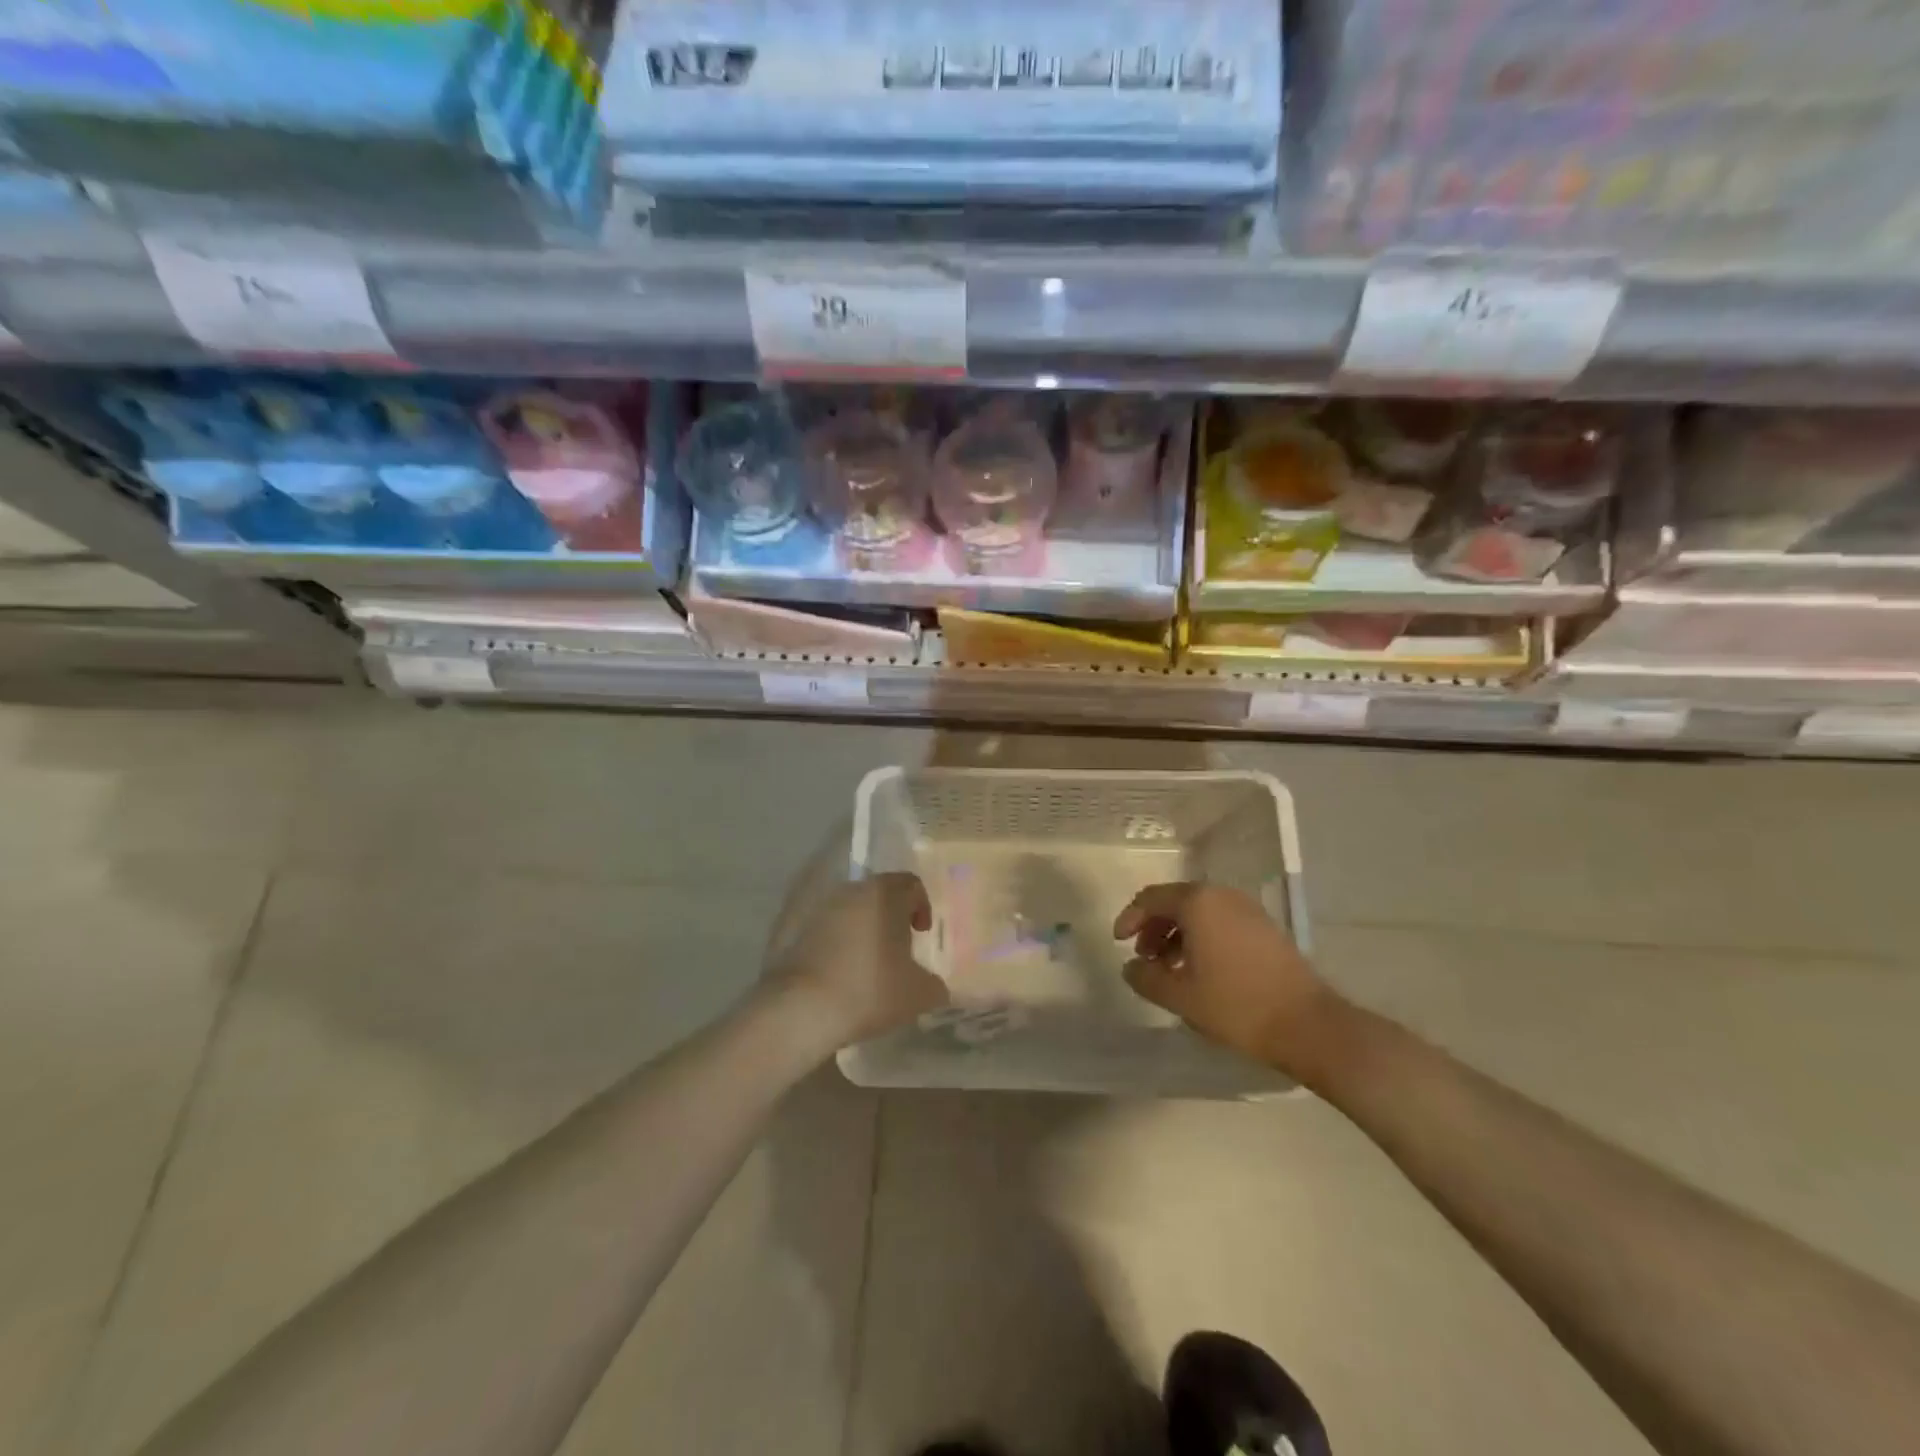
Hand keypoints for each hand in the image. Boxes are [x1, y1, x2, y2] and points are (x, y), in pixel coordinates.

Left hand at [765, 873, 948, 1056]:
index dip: (922, 906)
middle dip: (892, 917)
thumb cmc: (870, 990)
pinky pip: (827, 928)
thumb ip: (934, 984)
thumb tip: (933, 985)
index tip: (921, 934)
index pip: (911, 884)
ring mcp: (820, 908)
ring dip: (864, 929)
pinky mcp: (795, 929)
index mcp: (885, 894)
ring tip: (868, 964)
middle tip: (898, 949)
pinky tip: (841, 974)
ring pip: (851, 910)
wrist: (802, 1008)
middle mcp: (851, 891)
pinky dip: (838, 943)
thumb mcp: (919, 994)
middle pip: (879, 894)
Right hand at [1114, 882, 1337, 1080]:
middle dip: (1154, 927)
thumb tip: (1131, 967)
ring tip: (1169, 969)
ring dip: (1177, 935)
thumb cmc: (1236, 1005)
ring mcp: (1248, 910)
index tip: (1119, 943)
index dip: (1130, 918)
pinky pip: (1220, 922)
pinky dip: (1201, 938)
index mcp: (1198, 903)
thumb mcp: (1180, 995)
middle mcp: (1222, 896)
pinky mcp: (1265, 928)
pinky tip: (1200, 970)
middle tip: (1144, 958)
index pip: (1151, 898)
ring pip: (1199, 912)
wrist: (1307, 1024)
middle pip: (1176, 902)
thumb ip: (1146, 977)